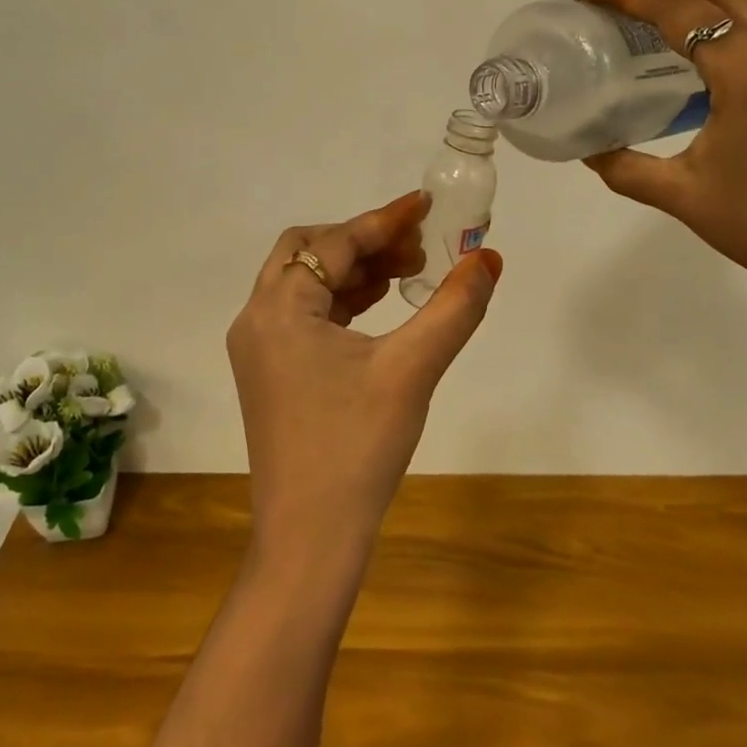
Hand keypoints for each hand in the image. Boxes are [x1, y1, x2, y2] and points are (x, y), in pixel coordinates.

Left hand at [226, 192, 502, 562]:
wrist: (310, 541)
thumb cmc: (357, 448)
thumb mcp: (412, 370)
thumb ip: (454, 308)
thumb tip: (489, 258)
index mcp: (278, 308)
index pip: (334, 243)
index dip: (383, 220)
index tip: (425, 205)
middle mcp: (257, 318)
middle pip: (308, 251)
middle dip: (363, 241)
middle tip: (417, 248)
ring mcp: (258, 348)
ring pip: (304, 282)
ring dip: (353, 269)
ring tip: (407, 274)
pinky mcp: (269, 372)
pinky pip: (303, 314)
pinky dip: (340, 300)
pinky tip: (378, 308)